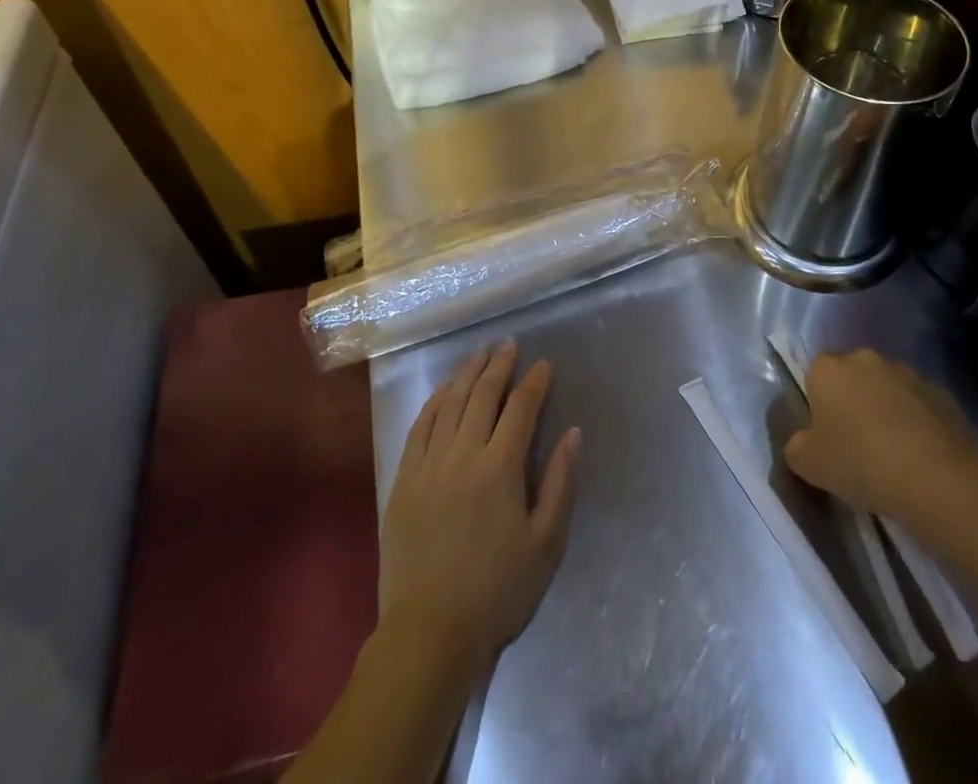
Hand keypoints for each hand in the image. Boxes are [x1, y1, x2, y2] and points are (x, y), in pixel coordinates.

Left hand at [379, 340, 579, 672]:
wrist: (429, 632)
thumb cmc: (497, 591)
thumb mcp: (546, 544)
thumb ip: (560, 483)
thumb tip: (573, 434)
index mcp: (500, 468)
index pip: (520, 409)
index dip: (534, 382)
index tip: (543, 364)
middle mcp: (462, 454)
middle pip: (482, 395)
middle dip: (498, 365)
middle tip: (509, 345)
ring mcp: (428, 464)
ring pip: (449, 403)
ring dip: (466, 373)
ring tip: (479, 354)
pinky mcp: (404, 479)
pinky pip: (420, 426)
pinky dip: (434, 401)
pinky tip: (444, 390)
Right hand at [784, 349, 977, 546]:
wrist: (938, 478)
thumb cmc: (861, 463)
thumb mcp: (808, 465)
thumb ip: (796, 446)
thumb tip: (804, 441)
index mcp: (827, 368)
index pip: (814, 375)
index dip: (819, 405)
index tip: (827, 436)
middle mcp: (864, 358)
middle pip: (851, 377)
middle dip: (852, 402)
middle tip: (857, 444)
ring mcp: (906, 371)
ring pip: (886, 388)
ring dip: (885, 409)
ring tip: (894, 452)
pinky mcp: (941, 391)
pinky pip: (918, 403)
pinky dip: (916, 421)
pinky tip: (921, 455)